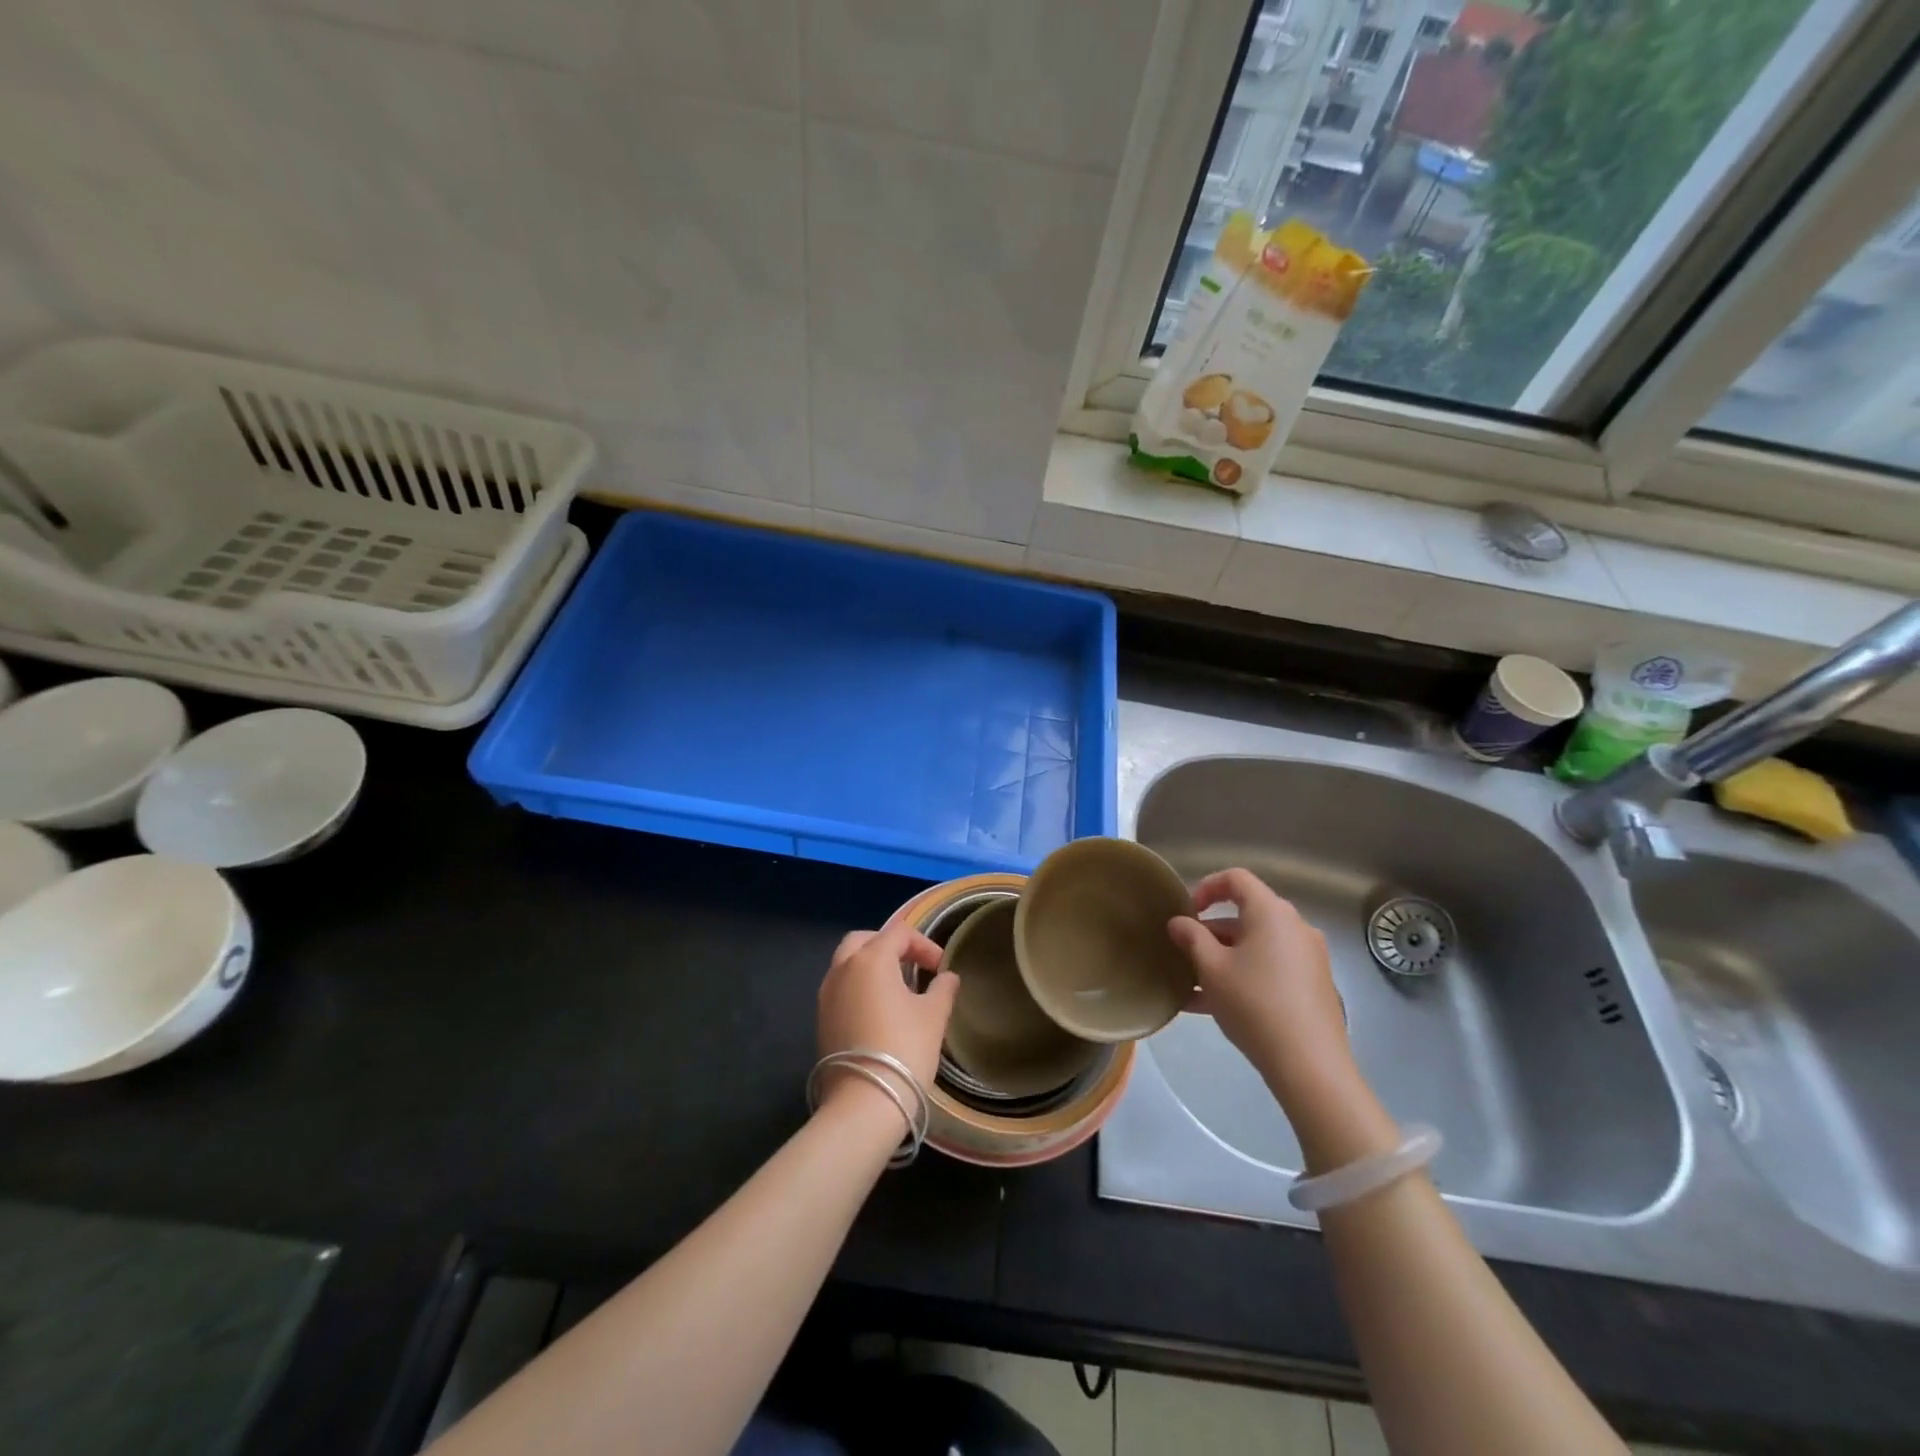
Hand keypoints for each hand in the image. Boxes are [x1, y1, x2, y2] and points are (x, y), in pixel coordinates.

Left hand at [816, 921, 957, 1106]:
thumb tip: (947, 977)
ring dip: (871, 965)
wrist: (864, 1102)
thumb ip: (942, 989)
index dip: (923, 945)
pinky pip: (840, 987)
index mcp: (871, 959)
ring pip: (847, 962)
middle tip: (912, 965)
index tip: (940, 968)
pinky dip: (858, 986)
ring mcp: (827, 994)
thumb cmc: (905, 1049)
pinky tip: (877, 1010)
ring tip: (896, 988)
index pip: (899, 933)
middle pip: (865, 940)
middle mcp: (843, 968)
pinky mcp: (821, 1018)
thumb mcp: (933, 1016)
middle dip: (889, 946)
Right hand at [1167, 869, 1353, 1098]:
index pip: (1236, 879)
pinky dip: (1243, 975)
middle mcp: (1295, 927)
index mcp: (1271, 912)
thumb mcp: (1211, 968)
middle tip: (1184, 952)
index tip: (1185, 912)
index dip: (1206, 887)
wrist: (1309, 1064)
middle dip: (1210, 931)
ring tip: (1192, 984)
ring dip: (1223, 957)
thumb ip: (1191, 938)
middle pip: (1246, 915)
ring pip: (1256, 945)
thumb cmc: (1254, 1003)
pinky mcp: (1313, 986)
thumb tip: (1179, 922)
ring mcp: (1308, 957)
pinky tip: (1213, 1005)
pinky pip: (1270, 968)